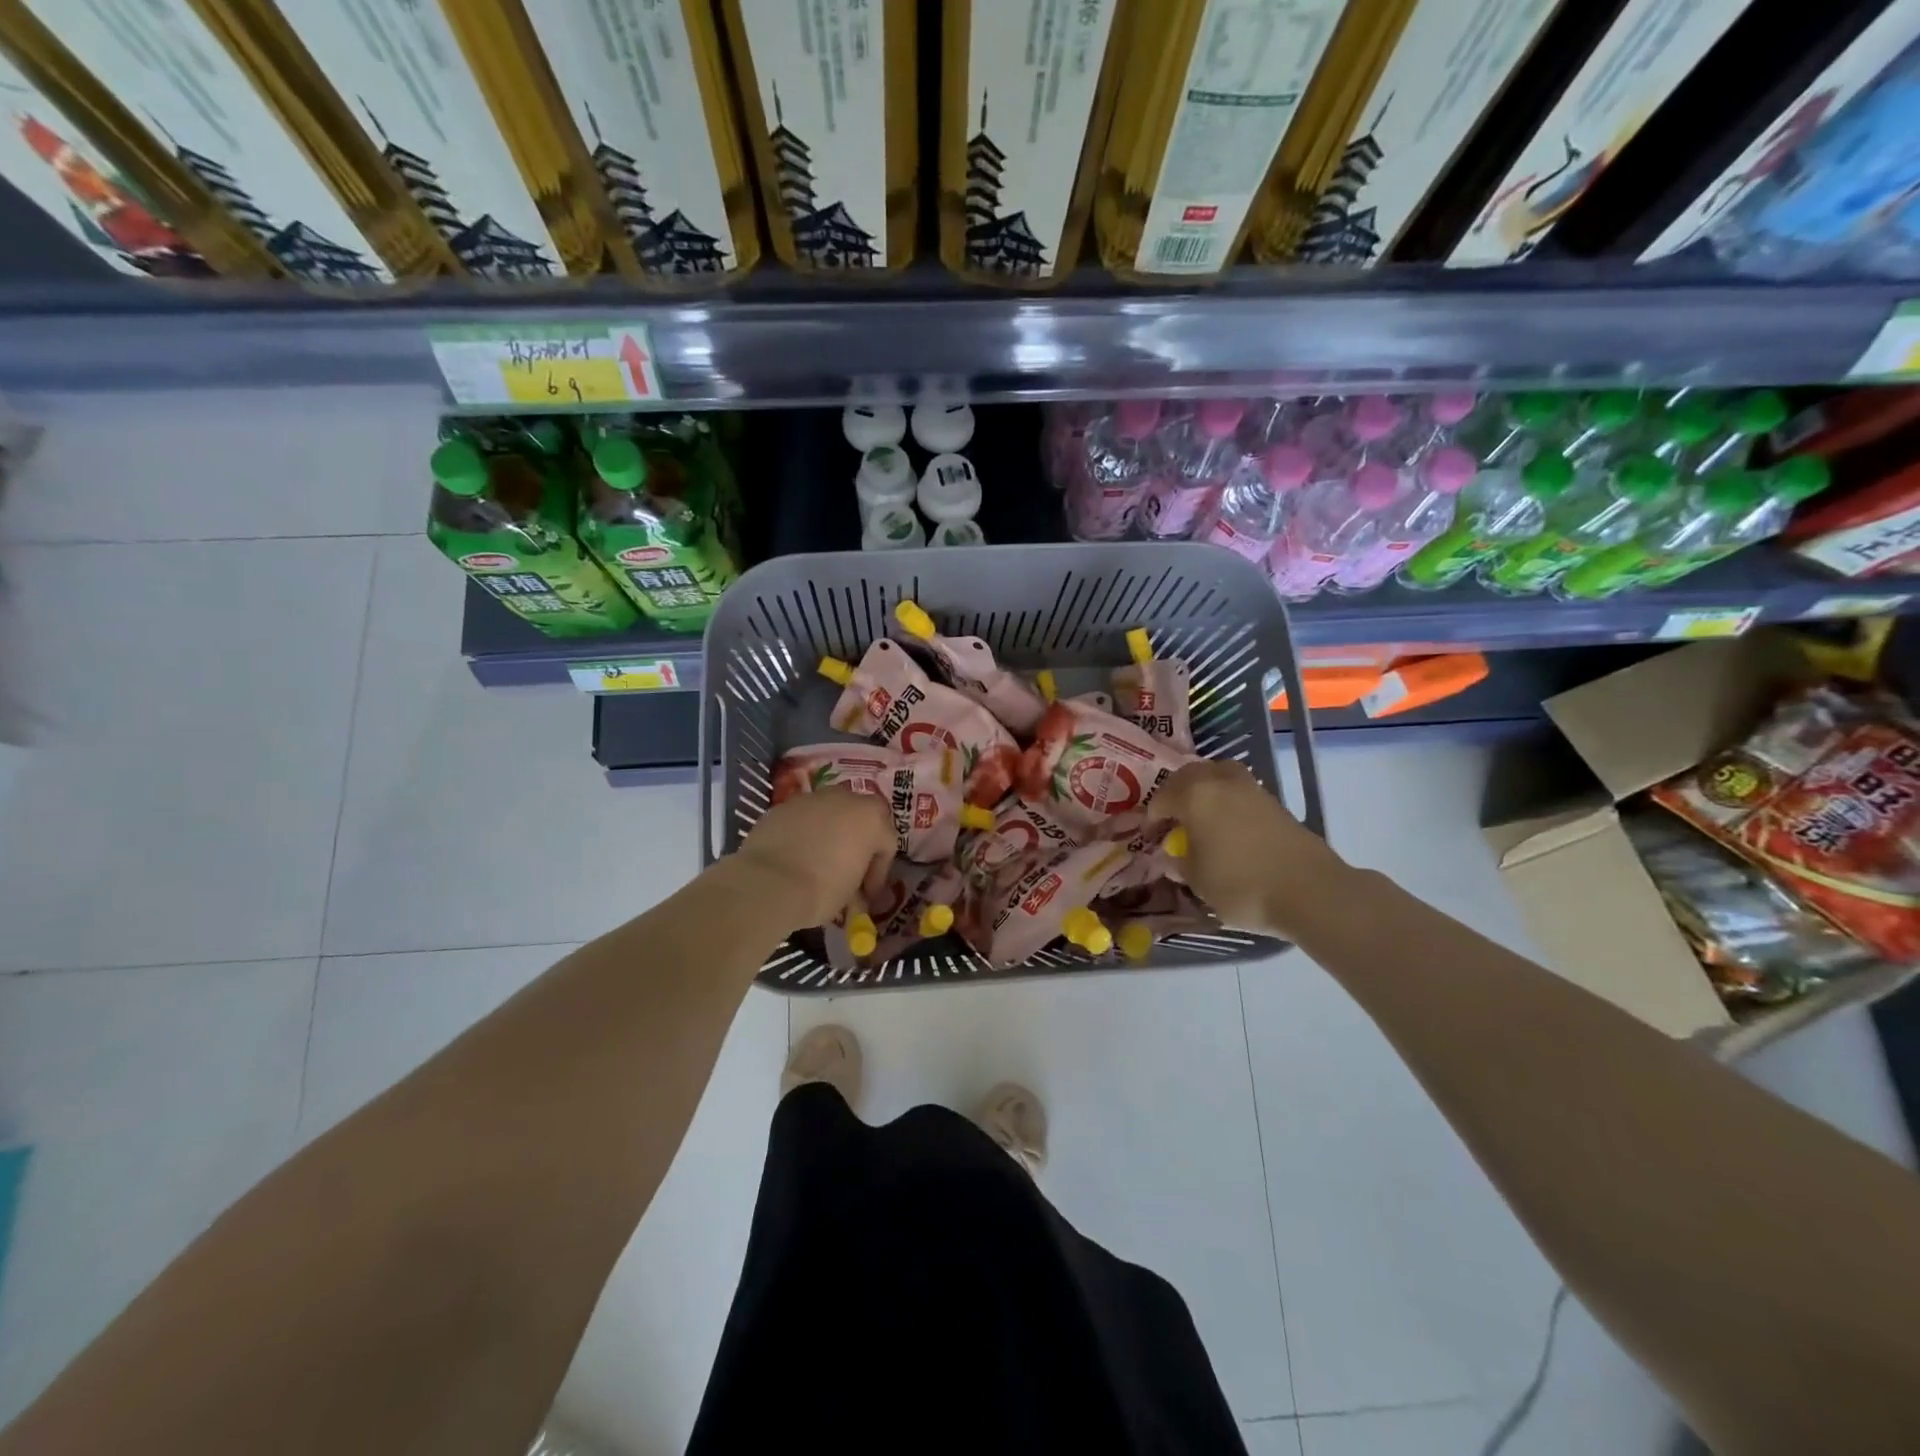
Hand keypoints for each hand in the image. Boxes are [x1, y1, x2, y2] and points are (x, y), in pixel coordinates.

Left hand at [735, 789, 896, 929]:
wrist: (768, 882)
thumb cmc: (822, 889)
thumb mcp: (851, 894)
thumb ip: (858, 883)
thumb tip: (855, 893)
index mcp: (871, 817)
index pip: (886, 844)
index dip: (879, 872)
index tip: (867, 895)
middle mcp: (844, 798)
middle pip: (859, 819)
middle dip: (856, 843)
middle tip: (848, 870)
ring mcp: (811, 799)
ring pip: (829, 814)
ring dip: (829, 835)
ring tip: (818, 863)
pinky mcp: (782, 807)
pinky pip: (802, 820)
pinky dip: (803, 835)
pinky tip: (794, 858)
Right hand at [1155, 760, 1349, 937]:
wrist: (1310, 891)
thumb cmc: (1241, 885)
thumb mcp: (1197, 881)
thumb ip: (1180, 862)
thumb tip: (1175, 854)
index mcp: (1194, 795)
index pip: (1161, 798)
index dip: (1151, 819)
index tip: (1151, 840)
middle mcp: (1220, 781)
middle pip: (1188, 776)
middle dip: (1175, 794)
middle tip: (1171, 820)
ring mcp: (1250, 788)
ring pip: (1217, 776)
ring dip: (1203, 791)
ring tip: (1200, 817)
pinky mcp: (1274, 802)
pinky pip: (1238, 791)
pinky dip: (1226, 801)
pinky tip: (1227, 827)